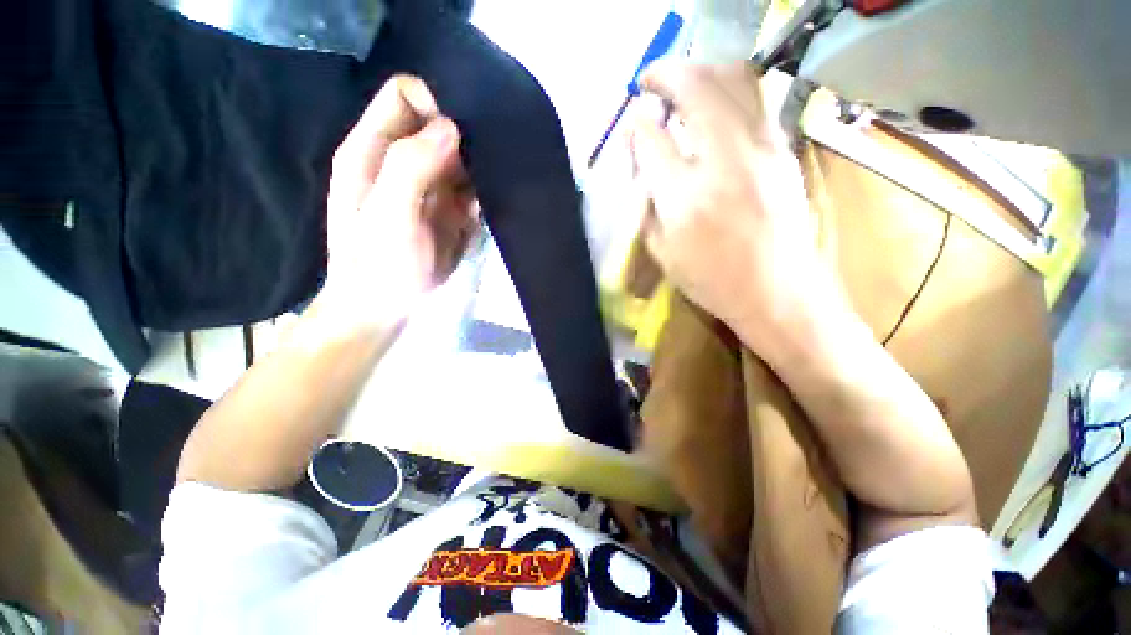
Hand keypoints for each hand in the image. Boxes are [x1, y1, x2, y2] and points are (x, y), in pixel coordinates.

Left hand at [322, 75, 477, 330]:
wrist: (385, 312)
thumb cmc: (379, 266)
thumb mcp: (389, 215)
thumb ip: (411, 166)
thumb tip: (451, 128)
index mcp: (372, 150)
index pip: (405, 96)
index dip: (436, 103)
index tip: (464, 134)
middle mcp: (399, 161)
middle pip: (438, 125)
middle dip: (466, 138)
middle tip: (486, 163)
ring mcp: (427, 188)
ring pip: (460, 157)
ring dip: (479, 169)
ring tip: (490, 189)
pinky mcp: (447, 212)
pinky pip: (471, 190)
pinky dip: (482, 195)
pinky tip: (485, 212)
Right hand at [629, 62, 837, 354]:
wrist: (778, 290)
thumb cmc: (712, 280)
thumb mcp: (663, 252)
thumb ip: (646, 203)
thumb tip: (640, 162)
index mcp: (685, 198)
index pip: (651, 139)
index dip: (635, 126)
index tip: (630, 125)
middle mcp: (724, 161)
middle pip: (694, 87)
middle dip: (664, 74)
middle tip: (649, 82)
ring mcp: (761, 149)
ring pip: (733, 78)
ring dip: (701, 72)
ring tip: (682, 86)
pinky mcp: (782, 149)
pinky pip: (755, 99)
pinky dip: (729, 91)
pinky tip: (715, 109)